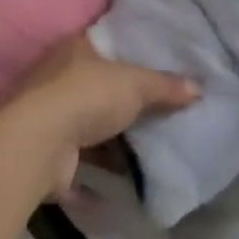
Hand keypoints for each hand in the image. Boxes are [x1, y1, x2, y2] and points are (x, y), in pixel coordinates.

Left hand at [0, 38, 198, 199]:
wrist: (40, 143)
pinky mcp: (49, 156)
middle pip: (97, 88)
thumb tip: (198, 87)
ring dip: (110, 146)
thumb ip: (164, 86)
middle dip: (122, 106)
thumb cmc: (86, 96)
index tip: (154, 69)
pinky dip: (95, 181)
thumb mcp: (134, 84)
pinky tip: (119, 193)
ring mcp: (50, 118)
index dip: (128, 55)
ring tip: (146, 157)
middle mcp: (58, 79)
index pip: (105, 45)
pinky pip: (78, 167)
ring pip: (87, 128)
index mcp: (75, 49)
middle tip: (158, 117)